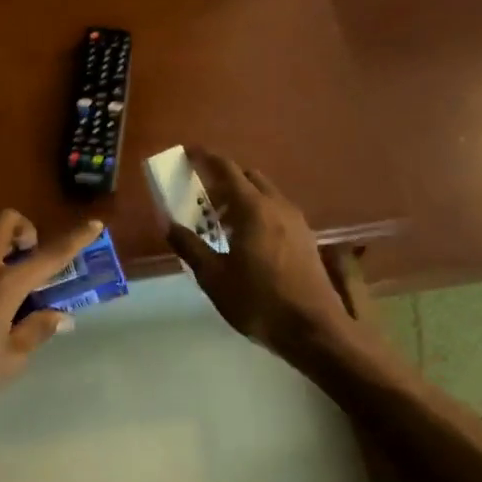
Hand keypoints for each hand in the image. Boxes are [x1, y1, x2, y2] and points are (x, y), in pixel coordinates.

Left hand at [0, 210, 104, 424]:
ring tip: (5, 285)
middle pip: (6, 222)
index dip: (75, 239)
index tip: (94, 224)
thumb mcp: (8, 362)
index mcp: (2, 285)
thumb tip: (61, 316)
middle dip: (26, 231)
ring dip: (1, 245)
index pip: (48, 255)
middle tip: (31, 262)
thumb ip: (36, 332)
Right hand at [166, 148, 352, 357]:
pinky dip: (258, 212)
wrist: (314, 329)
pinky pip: (277, 211)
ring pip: (266, 194)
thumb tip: (168, 224)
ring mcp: (297, 222)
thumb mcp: (214, 277)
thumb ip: (190, 246)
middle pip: (249, 177)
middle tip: (202, 195)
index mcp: (253, 208)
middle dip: (224, 179)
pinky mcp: (306, 238)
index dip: (205, 157)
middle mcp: (278, 206)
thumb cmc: (258, 301)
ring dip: (242, 197)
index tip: (188, 152)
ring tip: (221, 221)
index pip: (226, 169)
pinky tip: (247, 240)